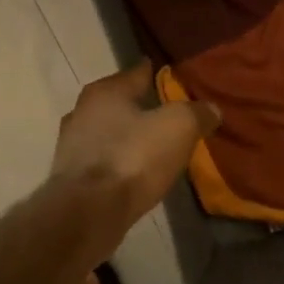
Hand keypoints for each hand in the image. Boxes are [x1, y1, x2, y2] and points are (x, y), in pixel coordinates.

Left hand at [51, 62, 219, 228]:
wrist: (89, 212)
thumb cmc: (134, 158)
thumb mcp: (179, 127)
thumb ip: (197, 113)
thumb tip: (211, 109)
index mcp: (106, 91)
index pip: (138, 72)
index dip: (159, 73)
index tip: (176, 77)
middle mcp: (82, 111)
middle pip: (120, 102)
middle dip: (143, 106)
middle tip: (170, 113)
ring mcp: (72, 146)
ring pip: (108, 132)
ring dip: (129, 136)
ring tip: (155, 144)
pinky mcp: (71, 177)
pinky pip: (103, 160)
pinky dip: (120, 161)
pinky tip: (136, 171)